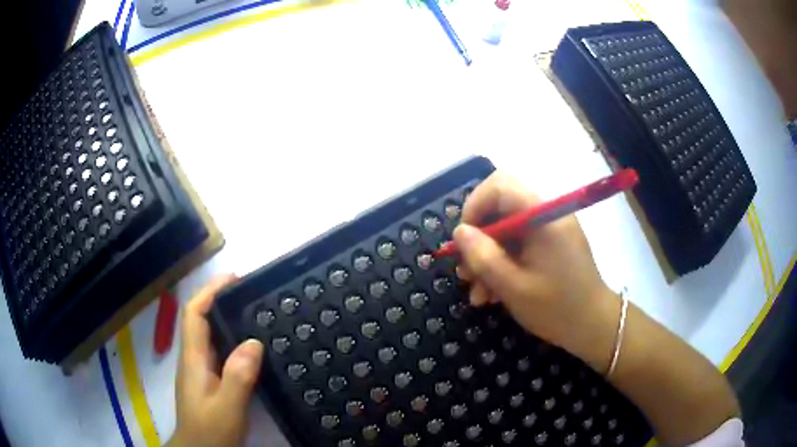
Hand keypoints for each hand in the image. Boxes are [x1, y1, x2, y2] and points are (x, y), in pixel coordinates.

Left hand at [167, 275, 264, 446]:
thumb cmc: (210, 431)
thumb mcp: (227, 408)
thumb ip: (238, 377)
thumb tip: (254, 342)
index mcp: (194, 359)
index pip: (194, 314)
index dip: (209, 291)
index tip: (233, 278)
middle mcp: (194, 359)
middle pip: (201, 319)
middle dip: (221, 300)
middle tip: (251, 292)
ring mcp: (201, 371)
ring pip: (211, 335)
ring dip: (227, 318)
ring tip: (255, 313)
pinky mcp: (210, 381)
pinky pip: (220, 352)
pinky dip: (233, 340)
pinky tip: (251, 348)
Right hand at [454, 172, 620, 372]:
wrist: (594, 326)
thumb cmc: (556, 308)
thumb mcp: (513, 287)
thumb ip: (483, 257)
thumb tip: (460, 232)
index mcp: (543, 216)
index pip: (500, 185)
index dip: (475, 206)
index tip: (464, 240)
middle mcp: (548, 214)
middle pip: (501, 208)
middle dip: (479, 239)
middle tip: (466, 272)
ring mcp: (551, 229)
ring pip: (507, 230)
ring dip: (488, 258)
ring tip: (478, 294)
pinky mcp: (553, 244)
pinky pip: (521, 244)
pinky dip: (504, 264)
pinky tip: (494, 293)